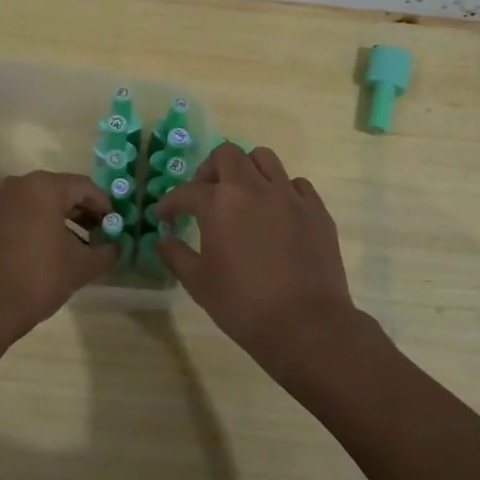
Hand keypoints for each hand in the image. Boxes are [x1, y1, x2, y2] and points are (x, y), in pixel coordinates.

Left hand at [0, 171, 116, 352]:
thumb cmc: (36, 277)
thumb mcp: (80, 267)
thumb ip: (105, 253)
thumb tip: (115, 248)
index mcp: (44, 187)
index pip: (85, 186)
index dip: (104, 205)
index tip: (116, 225)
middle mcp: (18, 186)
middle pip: (60, 192)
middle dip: (82, 213)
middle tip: (100, 235)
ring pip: (38, 205)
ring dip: (60, 222)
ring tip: (77, 248)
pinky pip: (19, 217)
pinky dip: (38, 228)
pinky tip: (48, 254)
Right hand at [154, 144, 369, 377]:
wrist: (305, 324)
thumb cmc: (243, 305)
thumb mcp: (198, 283)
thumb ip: (176, 255)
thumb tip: (163, 240)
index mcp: (219, 203)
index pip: (187, 191)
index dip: (171, 203)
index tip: (165, 215)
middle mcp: (253, 188)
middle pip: (227, 155)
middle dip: (210, 170)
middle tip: (205, 194)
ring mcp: (289, 195)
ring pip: (264, 158)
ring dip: (247, 170)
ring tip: (242, 195)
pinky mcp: (316, 209)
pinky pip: (296, 184)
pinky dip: (281, 190)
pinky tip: (277, 212)